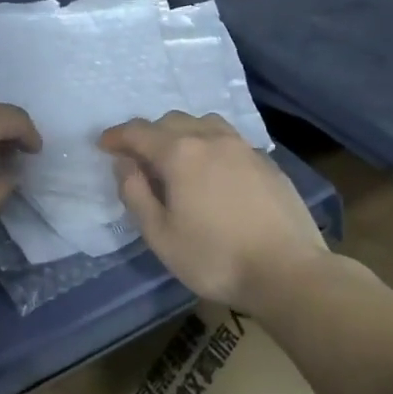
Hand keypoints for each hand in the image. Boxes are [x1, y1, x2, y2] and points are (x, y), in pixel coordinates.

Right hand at [99, 112, 340, 310]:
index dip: (116, 136)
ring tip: (176, 157)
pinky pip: (228, 139)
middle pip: (170, 121)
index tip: (103, 145)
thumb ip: (135, 193)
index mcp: (179, 153)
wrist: (288, 272)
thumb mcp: (160, 235)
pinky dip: (210, 145)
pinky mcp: (266, 162)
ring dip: (182, 133)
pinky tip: (213, 170)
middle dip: (148, 134)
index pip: (138, 132)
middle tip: (137, 158)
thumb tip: (124, 163)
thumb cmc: (215, 258)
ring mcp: (242, 147)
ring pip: (203, 124)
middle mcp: (210, 138)